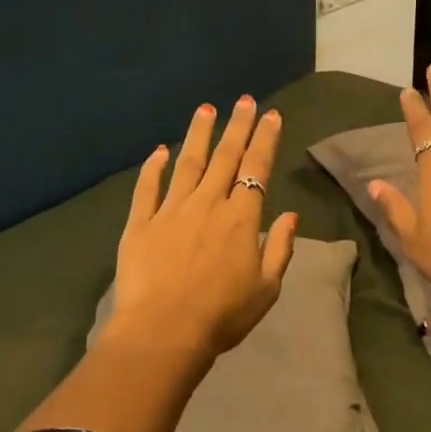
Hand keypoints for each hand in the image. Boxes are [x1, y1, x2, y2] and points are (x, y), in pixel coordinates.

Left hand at [106, 95, 298, 367]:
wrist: (164, 331)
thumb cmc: (223, 314)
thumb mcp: (267, 288)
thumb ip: (281, 248)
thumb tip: (290, 215)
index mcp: (241, 218)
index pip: (257, 168)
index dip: (265, 139)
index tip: (271, 115)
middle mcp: (207, 203)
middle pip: (225, 157)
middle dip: (237, 126)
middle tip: (244, 100)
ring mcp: (170, 210)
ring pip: (187, 163)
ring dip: (198, 134)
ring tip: (206, 109)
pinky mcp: (140, 224)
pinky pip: (147, 188)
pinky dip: (153, 167)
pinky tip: (158, 150)